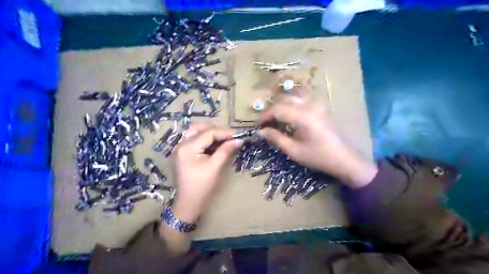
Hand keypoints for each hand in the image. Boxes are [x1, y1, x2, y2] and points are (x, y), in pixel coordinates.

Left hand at [171, 123, 243, 221]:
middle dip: (216, 130)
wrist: (188, 203)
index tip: (238, 134)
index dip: (224, 132)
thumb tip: (239, 139)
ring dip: (210, 133)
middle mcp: (181, 144)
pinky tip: (215, 144)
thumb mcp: (215, 167)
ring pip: (196, 132)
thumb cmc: (202, 186)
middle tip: (230, 137)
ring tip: (224, 139)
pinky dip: (205, 139)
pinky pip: (194, 140)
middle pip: (199, 128)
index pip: (208, 133)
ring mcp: (180, 148)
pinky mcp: (182, 153)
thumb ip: (225, 150)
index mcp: (187, 148)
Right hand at [260, 84, 376, 188]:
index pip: (278, 109)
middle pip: (284, 99)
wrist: (344, 158)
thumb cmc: (318, 157)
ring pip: (294, 94)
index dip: (265, 115)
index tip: (258, 124)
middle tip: (266, 121)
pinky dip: (294, 97)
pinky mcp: (321, 106)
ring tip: (277, 114)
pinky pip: (305, 95)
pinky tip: (291, 107)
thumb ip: (276, 138)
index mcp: (302, 117)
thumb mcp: (294, 151)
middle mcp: (309, 105)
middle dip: (272, 108)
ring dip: (282, 101)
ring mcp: (317, 104)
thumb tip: (261, 131)